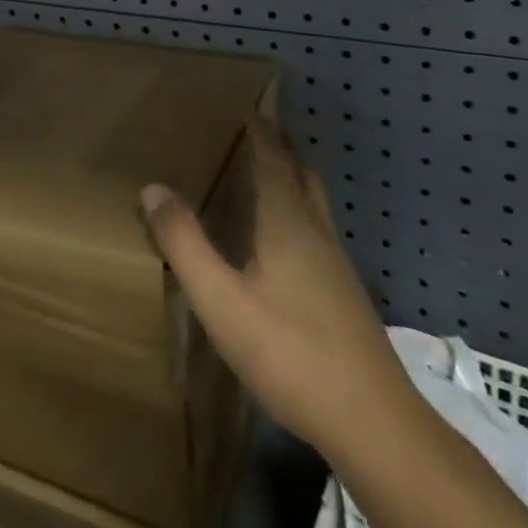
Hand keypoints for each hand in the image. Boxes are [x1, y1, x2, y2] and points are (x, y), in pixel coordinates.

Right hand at [140, 122, 406, 459]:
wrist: (374, 423)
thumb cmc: (291, 354)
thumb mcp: (222, 302)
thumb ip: (185, 244)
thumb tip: (152, 187)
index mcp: (287, 222)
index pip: (273, 158)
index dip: (259, 130)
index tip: (241, 104)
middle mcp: (315, 231)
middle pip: (299, 173)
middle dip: (277, 147)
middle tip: (247, 133)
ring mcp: (335, 264)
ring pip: (312, 202)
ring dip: (289, 178)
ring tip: (260, 176)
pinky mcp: (343, 293)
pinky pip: (316, 229)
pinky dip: (296, 211)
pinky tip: (279, 241)